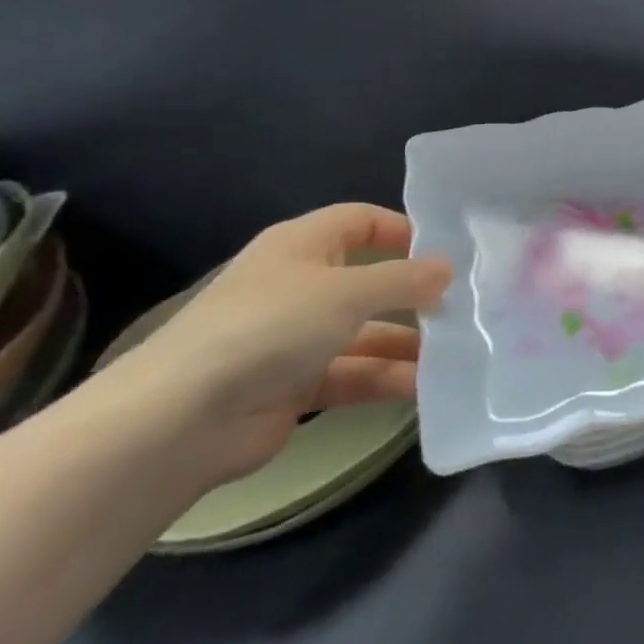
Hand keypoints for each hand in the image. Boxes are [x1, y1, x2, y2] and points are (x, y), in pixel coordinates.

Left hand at [96, 204, 451, 488]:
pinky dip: (385, 379)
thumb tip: (448, 268)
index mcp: (301, 246)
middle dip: (413, 294)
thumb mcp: (347, 292)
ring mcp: (294, 339)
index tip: (446, 249)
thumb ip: (404, 279)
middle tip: (465, 305)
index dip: (402, 229)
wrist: (179, 422)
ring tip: (456, 352)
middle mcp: (299, 286)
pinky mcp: (293, 386)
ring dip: (407, 342)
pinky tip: (425, 389)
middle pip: (368, 280)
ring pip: (365, 332)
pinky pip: (352, 374)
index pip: (359, 221)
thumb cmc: (269, 328)